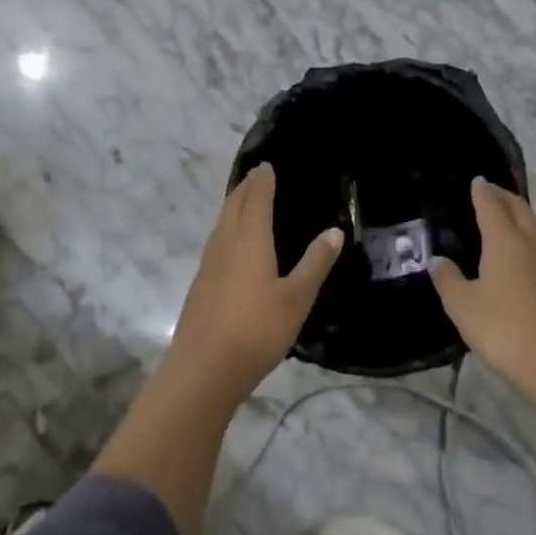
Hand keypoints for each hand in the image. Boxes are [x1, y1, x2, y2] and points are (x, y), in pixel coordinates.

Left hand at [165, 163, 342, 403]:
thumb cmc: (256, 329)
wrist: (203, 369)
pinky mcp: (201, 285)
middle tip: (257, 175)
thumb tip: (334, 231)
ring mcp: (209, 264)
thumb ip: (316, 263)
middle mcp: (225, 243)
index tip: (267, 165)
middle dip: (245, 188)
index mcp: (249, 239)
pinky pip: (216, 242)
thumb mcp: (296, 298)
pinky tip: (233, 244)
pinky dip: (227, 228)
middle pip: (233, 206)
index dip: (262, 180)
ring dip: (233, 206)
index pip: (256, 199)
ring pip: (221, 223)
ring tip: (245, 201)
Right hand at [431, 178, 535, 397]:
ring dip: (519, 213)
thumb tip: (438, 260)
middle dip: (504, 196)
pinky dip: (526, 234)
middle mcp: (529, 244)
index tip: (476, 180)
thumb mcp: (463, 306)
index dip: (483, 191)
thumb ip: (448, 279)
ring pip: (534, 226)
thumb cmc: (504, 329)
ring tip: (504, 213)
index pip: (492, 206)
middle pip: (519, 209)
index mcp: (505, 241)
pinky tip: (518, 251)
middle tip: (489, 190)